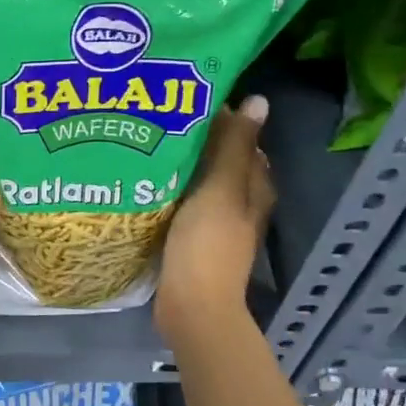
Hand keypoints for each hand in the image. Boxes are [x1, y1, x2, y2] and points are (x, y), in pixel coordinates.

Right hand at [156, 95, 274, 341]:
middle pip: (221, 160)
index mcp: (255, 187)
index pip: (242, 139)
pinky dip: (171, 189)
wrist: (191, 305)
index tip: (183, 99)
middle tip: (157, 118)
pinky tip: (146, 182)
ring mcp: (217, 223)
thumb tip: (259, 101)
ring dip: (181, 164)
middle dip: (197, 138)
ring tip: (146, 143)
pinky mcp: (194, 239)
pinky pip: (184, 203)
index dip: (219, 117)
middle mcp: (241, 202)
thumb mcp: (220, 188)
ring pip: (201, 182)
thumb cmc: (208, 244)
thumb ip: (234, 146)